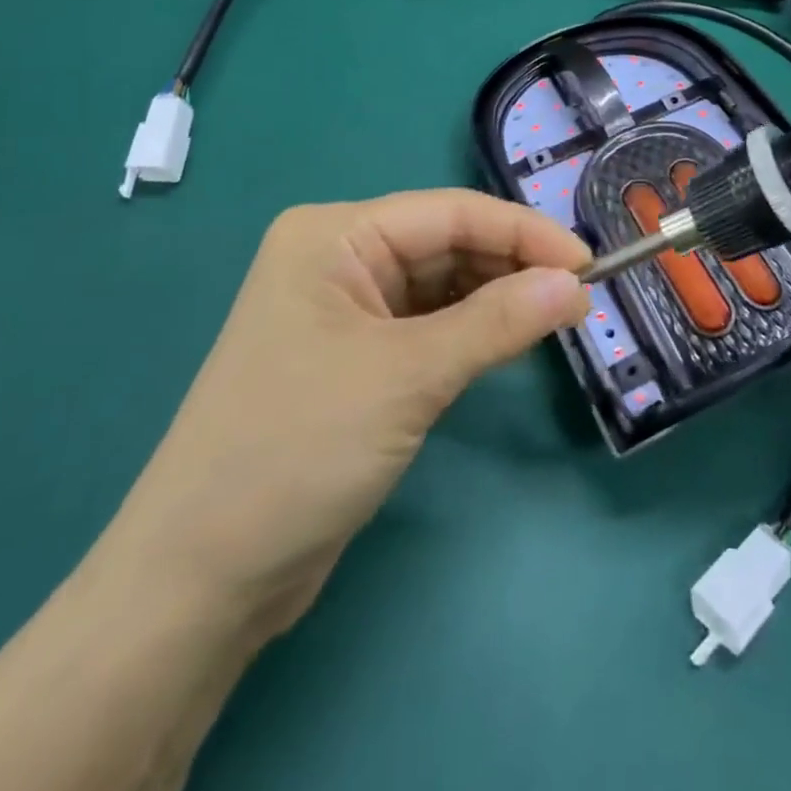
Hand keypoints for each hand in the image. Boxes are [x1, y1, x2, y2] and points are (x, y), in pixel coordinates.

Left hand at [104, 189, 588, 636]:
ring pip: (443, 285)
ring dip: (498, 298)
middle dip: (513, 266)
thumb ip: (497, 323)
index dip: (523, 232)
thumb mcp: (407, 376)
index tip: (588, 263)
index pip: (449, 213)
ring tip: (559, 316)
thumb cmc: (297, 449)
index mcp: (334, 235)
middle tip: (580, 298)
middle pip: (447, 244)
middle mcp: (338, 258)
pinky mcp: (357, 356)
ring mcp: (346, 309)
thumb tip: (575, 285)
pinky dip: (473, 330)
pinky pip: (430, 324)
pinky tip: (511, 339)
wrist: (201, 577)